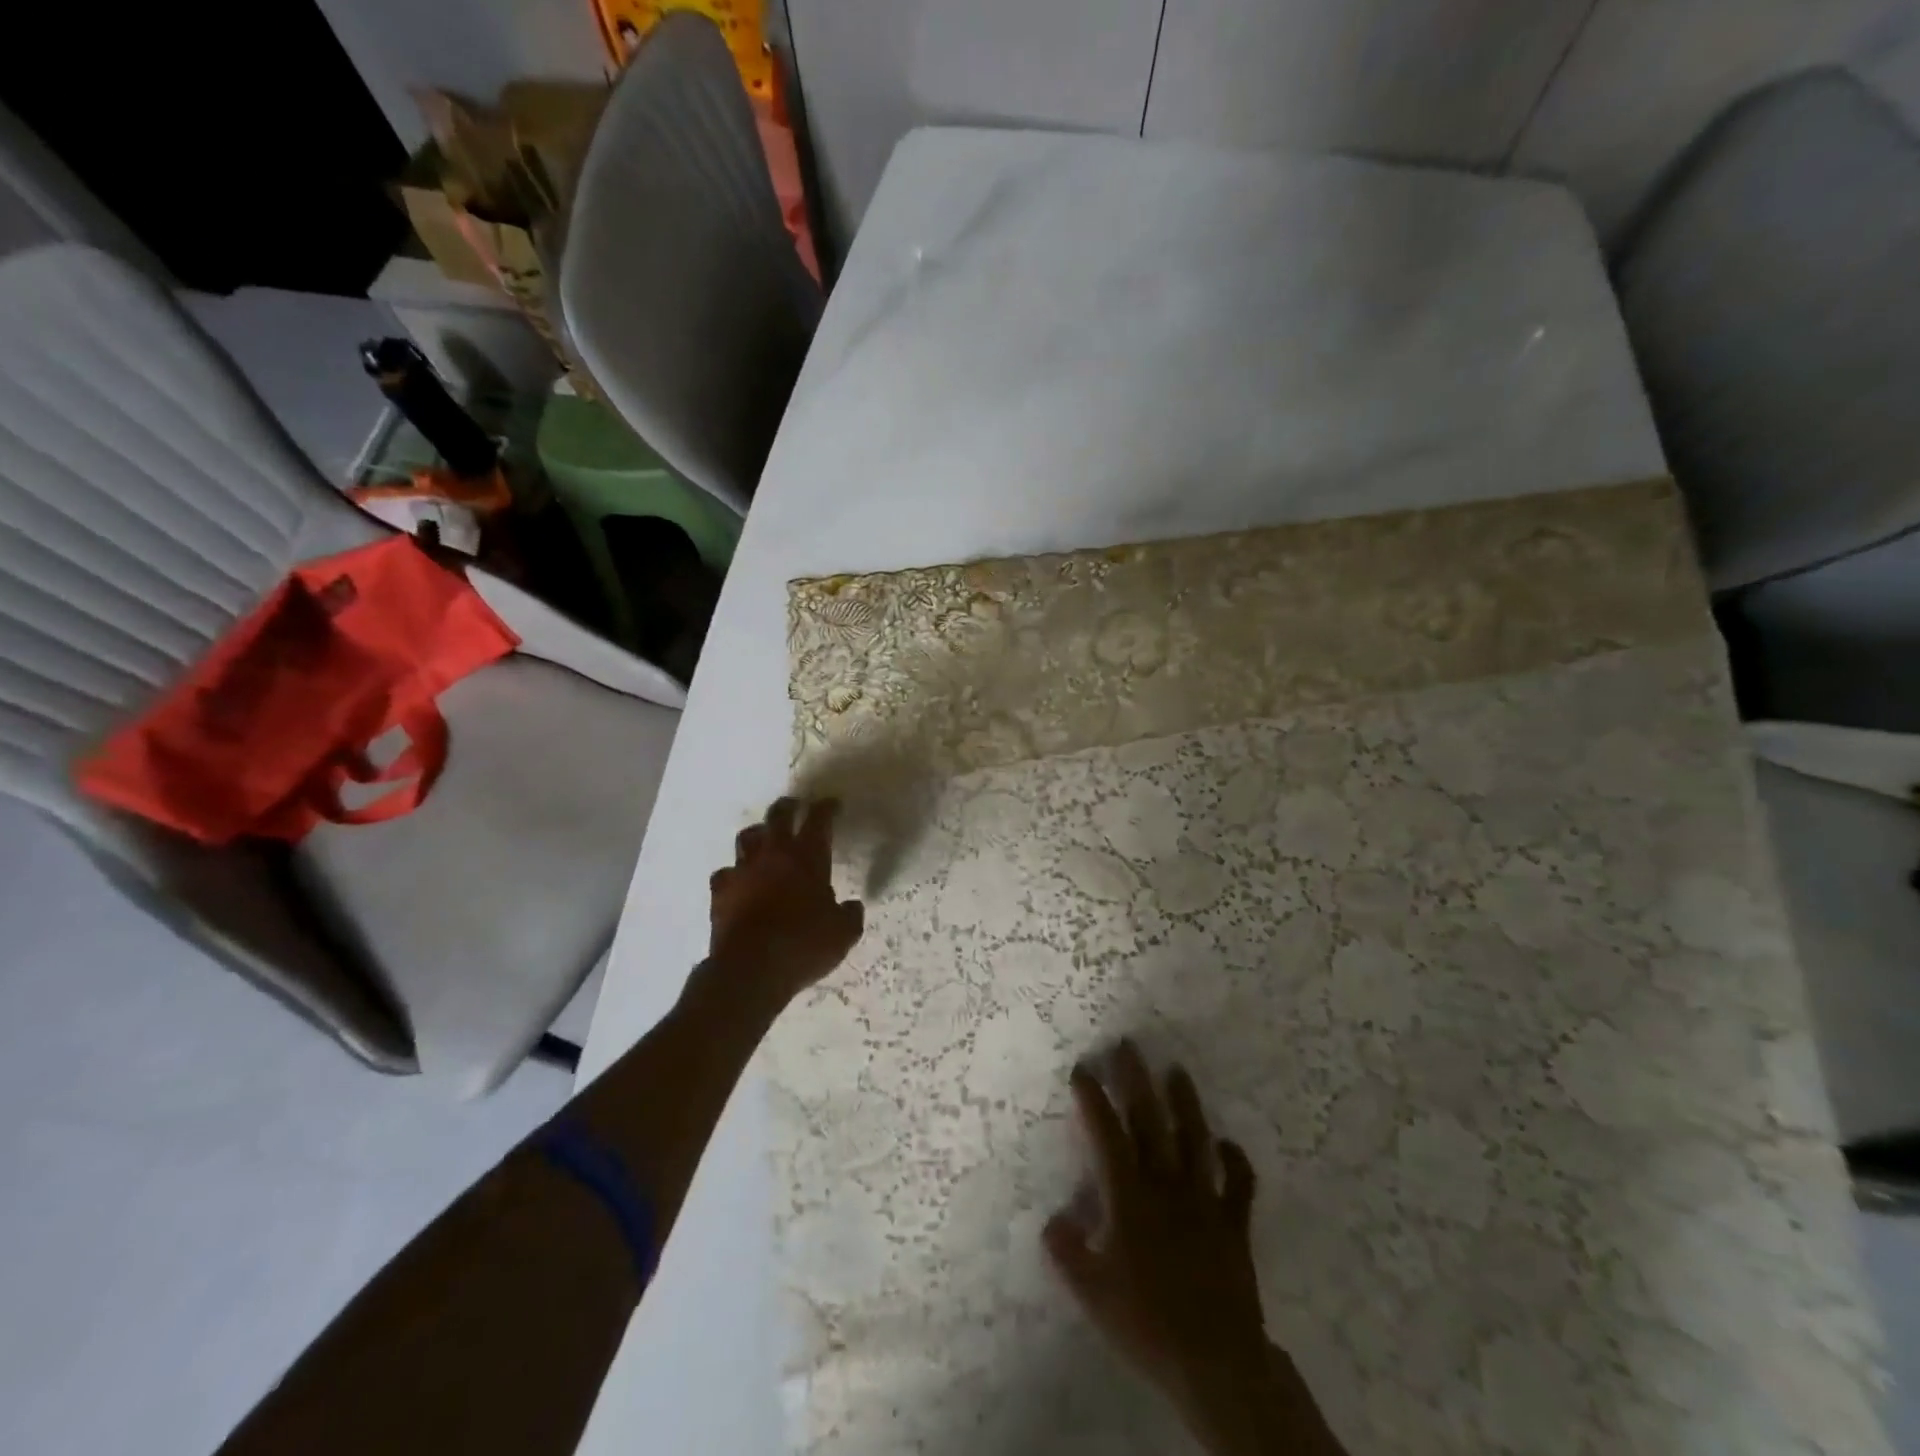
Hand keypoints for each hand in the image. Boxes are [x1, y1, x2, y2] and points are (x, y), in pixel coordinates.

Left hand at [707, 797, 864, 1005]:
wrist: (750, 969)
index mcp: (807, 857)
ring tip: (765, 838)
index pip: (819, 820)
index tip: (833, 804)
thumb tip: (852, 906)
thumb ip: (850, 915)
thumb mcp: (843, 934)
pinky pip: (726, 872)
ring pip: (747, 837)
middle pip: (778, 815)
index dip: (827, 808)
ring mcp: (742, 870)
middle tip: (796, 806)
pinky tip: (740, 881)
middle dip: (789, 806)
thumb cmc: (803, 945)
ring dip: (759, 833)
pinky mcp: (720, 892)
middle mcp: (773, 854)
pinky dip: (735, 873)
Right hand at [1045, 1042, 1344, 1455]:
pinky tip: (1228, 1143)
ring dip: (1185, 1103)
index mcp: (1129, 1197)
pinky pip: (1238, 1184)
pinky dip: (1235, 1160)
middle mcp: (1165, 1185)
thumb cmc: (1146, 1324)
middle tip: (1128, 1045)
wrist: (1215, 1362)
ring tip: (1177, 1070)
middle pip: (1150, 1121)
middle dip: (1136, 1080)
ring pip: (1195, 1139)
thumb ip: (1066, 1250)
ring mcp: (1204, 1200)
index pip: (1106, 1134)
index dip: (1093, 1099)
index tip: (1083, 1069)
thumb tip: (1053, 1217)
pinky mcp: (1234, 1223)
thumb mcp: (1091, 1292)